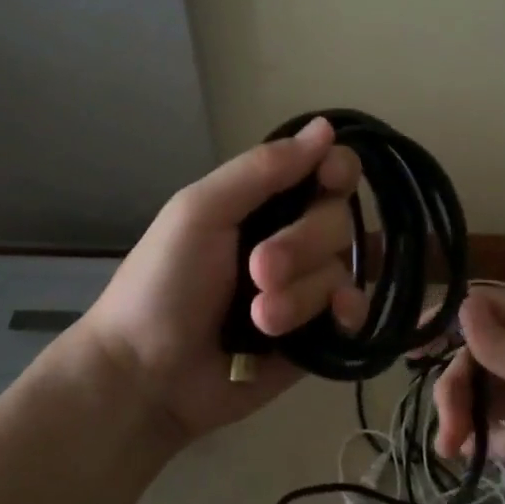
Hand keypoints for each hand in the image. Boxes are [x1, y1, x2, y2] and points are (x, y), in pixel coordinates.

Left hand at [80, 117, 368, 443]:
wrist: (148, 377)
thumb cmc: (163, 284)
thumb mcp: (200, 212)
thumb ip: (262, 170)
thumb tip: (326, 127)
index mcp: (263, 203)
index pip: (324, 171)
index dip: (337, 170)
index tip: (330, 180)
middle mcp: (292, 238)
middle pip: (338, 219)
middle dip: (301, 244)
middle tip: (257, 271)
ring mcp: (307, 287)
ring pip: (343, 268)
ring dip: (303, 292)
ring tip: (261, 319)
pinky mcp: (319, 334)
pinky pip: (356, 310)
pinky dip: (349, 310)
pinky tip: (335, 320)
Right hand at [433, 288, 504, 503]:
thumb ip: (495, 340)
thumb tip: (462, 302)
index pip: (481, 306)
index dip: (443, 320)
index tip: (410, 347)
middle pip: (477, 355)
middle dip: (454, 387)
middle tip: (446, 427)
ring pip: (486, 392)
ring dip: (464, 416)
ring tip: (452, 451)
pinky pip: (504, 424)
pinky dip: (487, 437)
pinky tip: (472, 456)